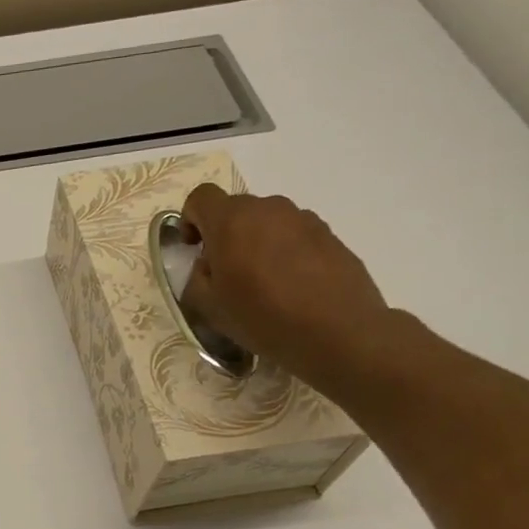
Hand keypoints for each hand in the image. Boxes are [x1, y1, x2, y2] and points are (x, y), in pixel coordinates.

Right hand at [181, 184, 394, 389]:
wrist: (338, 331)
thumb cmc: (262, 317)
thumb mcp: (208, 306)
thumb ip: (196, 276)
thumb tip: (208, 264)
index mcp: (232, 221)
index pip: (201, 197)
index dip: (190, 219)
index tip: (193, 248)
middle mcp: (268, 209)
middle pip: (235, 209)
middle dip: (224, 234)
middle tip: (226, 272)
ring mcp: (304, 219)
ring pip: (267, 222)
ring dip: (256, 242)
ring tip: (262, 281)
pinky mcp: (329, 234)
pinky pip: (294, 235)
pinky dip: (284, 251)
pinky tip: (290, 285)